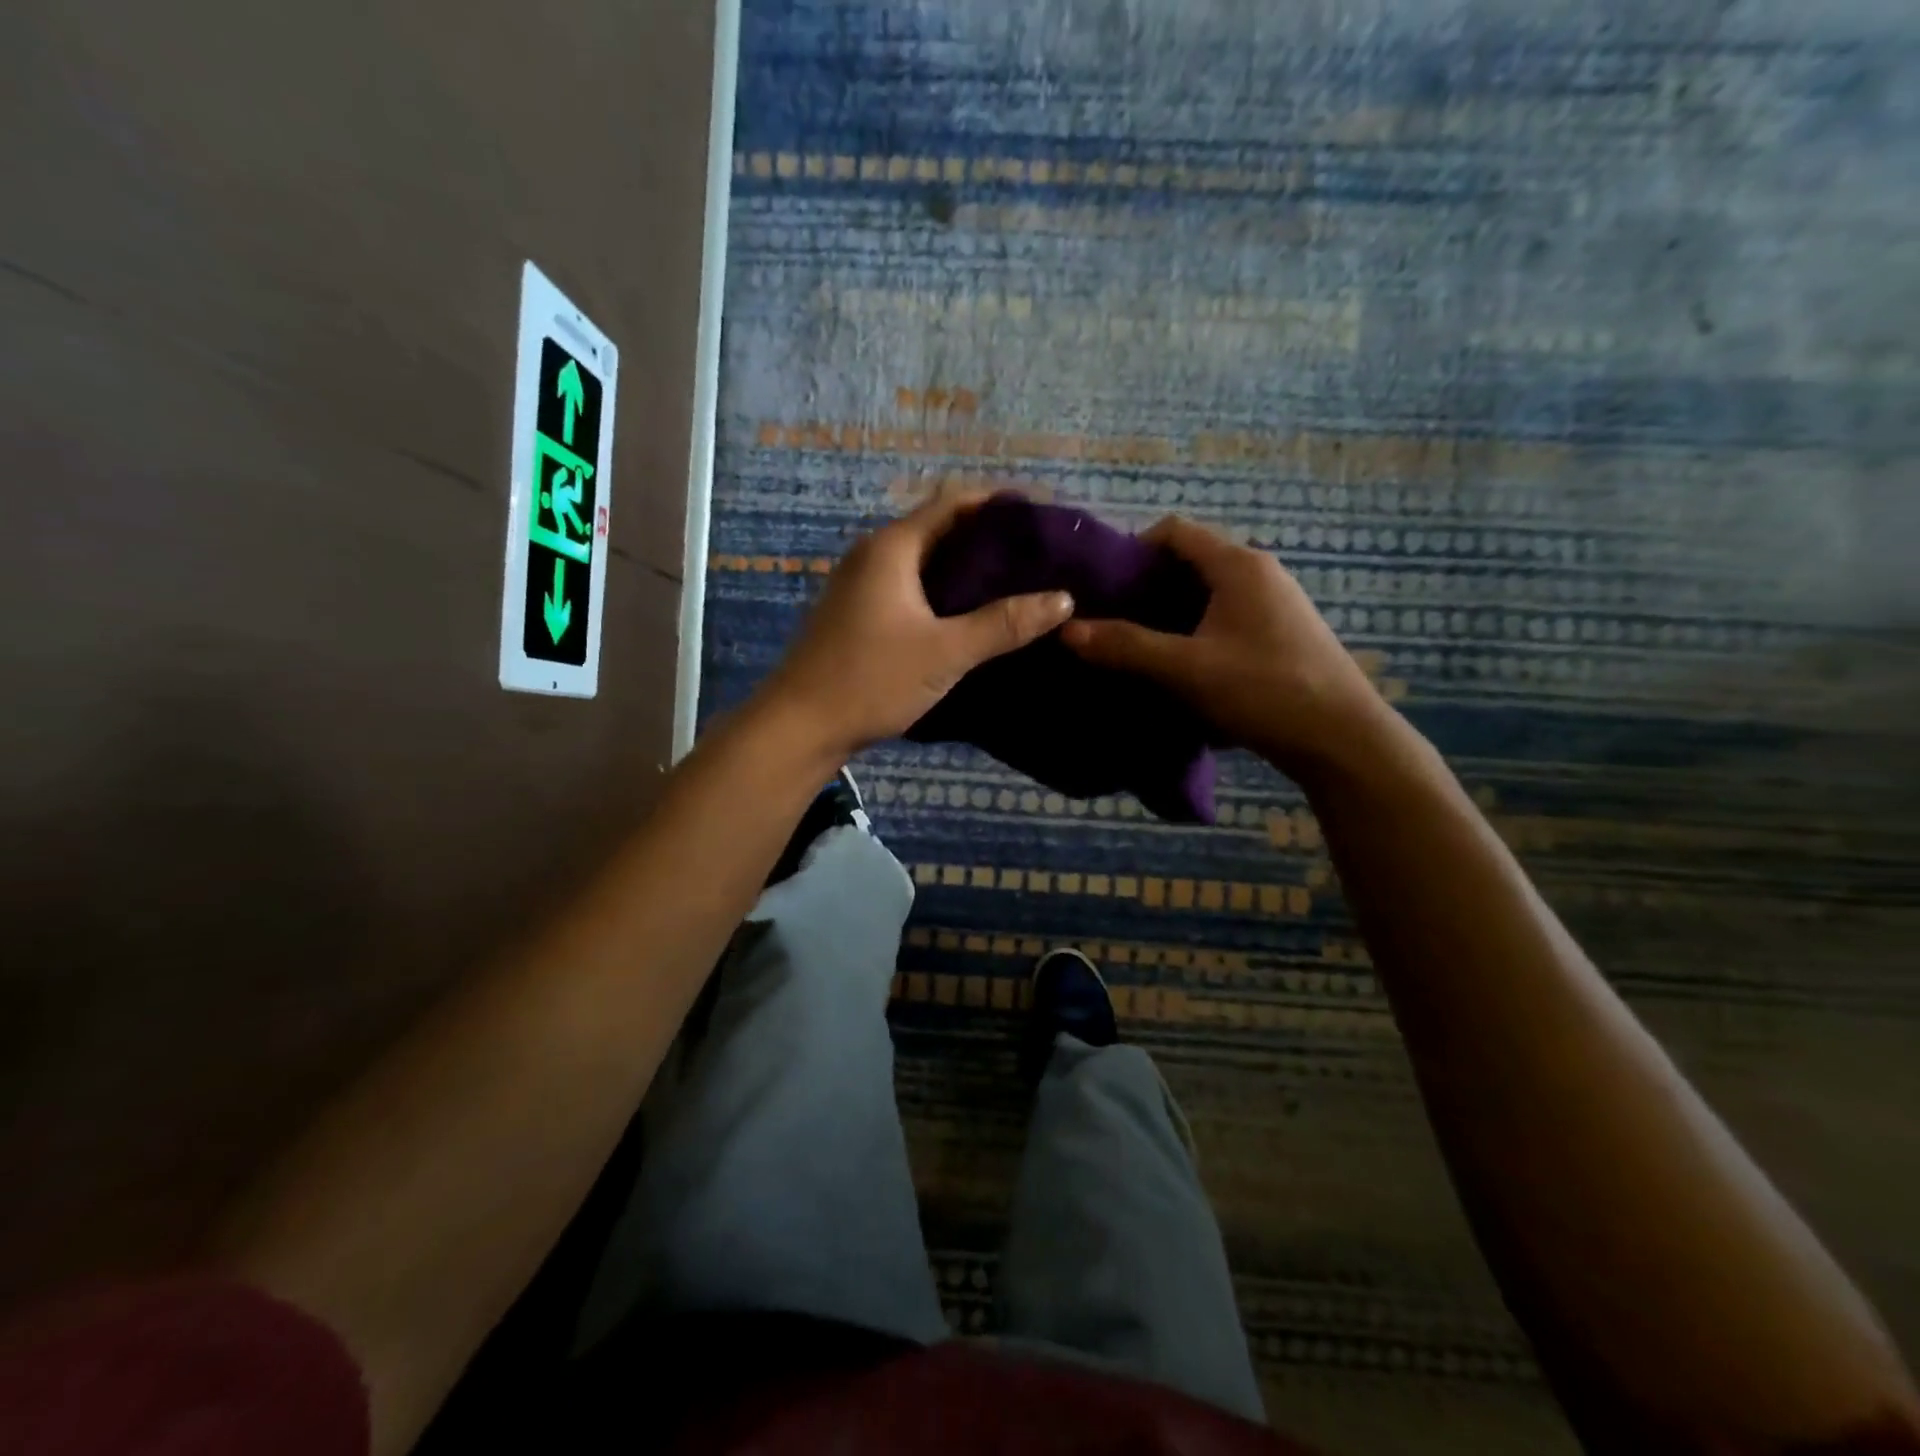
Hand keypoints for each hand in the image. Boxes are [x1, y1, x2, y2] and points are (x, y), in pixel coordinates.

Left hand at [763, 490, 1075, 760]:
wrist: (799, 726)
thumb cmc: (870, 680)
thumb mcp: (945, 653)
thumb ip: (1004, 624)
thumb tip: (1063, 599)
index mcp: (892, 547)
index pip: (954, 502)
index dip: (1000, 504)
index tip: (1043, 518)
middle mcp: (874, 555)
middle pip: (940, 528)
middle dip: (988, 538)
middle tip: (1038, 555)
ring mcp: (862, 585)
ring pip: (925, 561)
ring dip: (966, 568)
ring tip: (1017, 583)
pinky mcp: (859, 613)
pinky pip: (911, 587)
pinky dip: (945, 592)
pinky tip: (973, 615)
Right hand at [1061, 516, 1385, 776]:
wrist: (1341, 738)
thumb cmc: (1263, 689)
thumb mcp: (1185, 668)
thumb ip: (1126, 647)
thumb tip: (1068, 631)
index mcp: (1237, 565)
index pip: (1175, 532)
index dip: (1133, 549)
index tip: (1103, 585)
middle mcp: (1259, 573)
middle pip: (1190, 562)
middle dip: (1146, 587)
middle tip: (1110, 620)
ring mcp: (1275, 604)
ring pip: (1208, 594)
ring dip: (1170, 613)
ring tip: (1136, 645)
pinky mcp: (1281, 634)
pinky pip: (1226, 618)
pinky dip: (1195, 632)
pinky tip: (1179, 666)